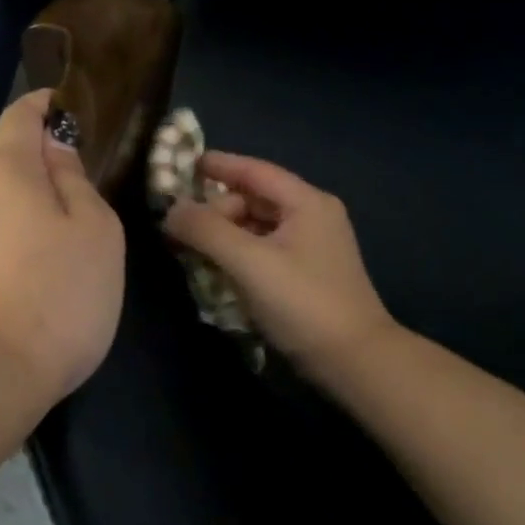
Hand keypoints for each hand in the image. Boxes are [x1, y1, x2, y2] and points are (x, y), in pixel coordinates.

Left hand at [0, 90, 124, 406]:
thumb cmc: (54, 299)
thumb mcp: (97, 236)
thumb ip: (76, 184)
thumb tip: (55, 153)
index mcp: (2, 172)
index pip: (19, 118)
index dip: (40, 107)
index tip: (57, 107)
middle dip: (30, 186)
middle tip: (66, 227)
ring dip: (5, 230)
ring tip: (34, 278)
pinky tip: (1, 306)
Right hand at [161, 152, 396, 377]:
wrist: (354, 361)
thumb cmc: (303, 303)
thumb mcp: (249, 263)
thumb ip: (207, 231)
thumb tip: (171, 209)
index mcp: (306, 203)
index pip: (255, 170)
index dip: (219, 165)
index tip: (185, 164)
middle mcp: (313, 216)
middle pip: (255, 199)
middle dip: (217, 209)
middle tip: (181, 227)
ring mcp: (313, 247)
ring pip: (258, 227)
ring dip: (225, 233)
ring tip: (191, 247)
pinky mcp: (308, 274)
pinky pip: (265, 250)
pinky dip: (239, 253)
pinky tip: (217, 268)